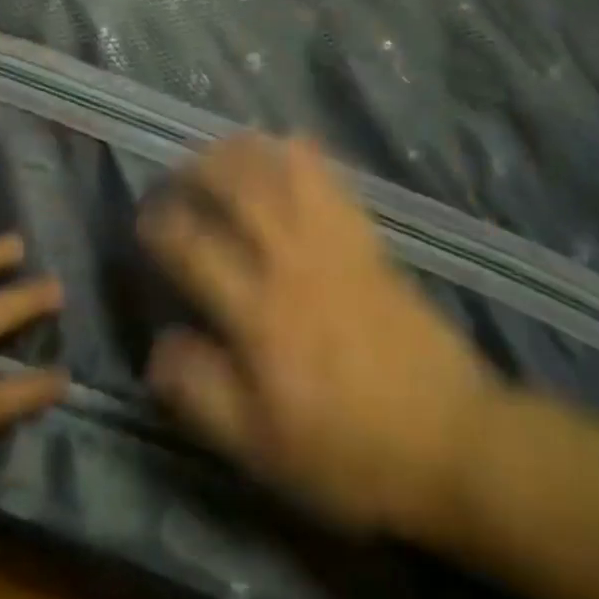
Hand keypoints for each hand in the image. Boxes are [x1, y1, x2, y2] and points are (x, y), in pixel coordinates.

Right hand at [140, 135, 502, 541]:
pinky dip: (306, 155)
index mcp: (259, 313)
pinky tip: (291, 145)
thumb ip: (203, 393)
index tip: (145, 220)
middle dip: (199, 169)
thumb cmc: (350, 453)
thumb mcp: (262, 448)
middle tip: (179, 171)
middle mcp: (291, 262)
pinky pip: (333, 181)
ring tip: (222, 148)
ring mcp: (335, 245)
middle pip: (238, 188)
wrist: (453, 440)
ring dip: (246, 150)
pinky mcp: (369, 241)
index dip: (161, 225)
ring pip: (283, 172)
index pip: (194, 247)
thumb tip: (158, 345)